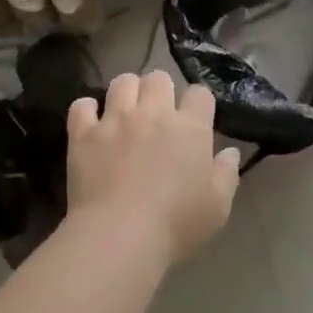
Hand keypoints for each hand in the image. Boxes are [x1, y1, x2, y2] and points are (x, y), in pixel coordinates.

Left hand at [68, 71, 241, 262]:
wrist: (120, 235)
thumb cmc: (177, 224)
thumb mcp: (218, 206)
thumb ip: (226, 174)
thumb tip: (230, 152)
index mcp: (190, 128)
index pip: (200, 94)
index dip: (199, 102)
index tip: (196, 118)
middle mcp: (153, 113)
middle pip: (158, 78)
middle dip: (160, 89)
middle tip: (158, 112)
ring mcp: (115, 120)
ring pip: (121, 82)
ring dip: (127, 91)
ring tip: (126, 110)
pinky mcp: (83, 134)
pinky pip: (82, 106)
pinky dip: (87, 110)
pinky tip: (91, 123)